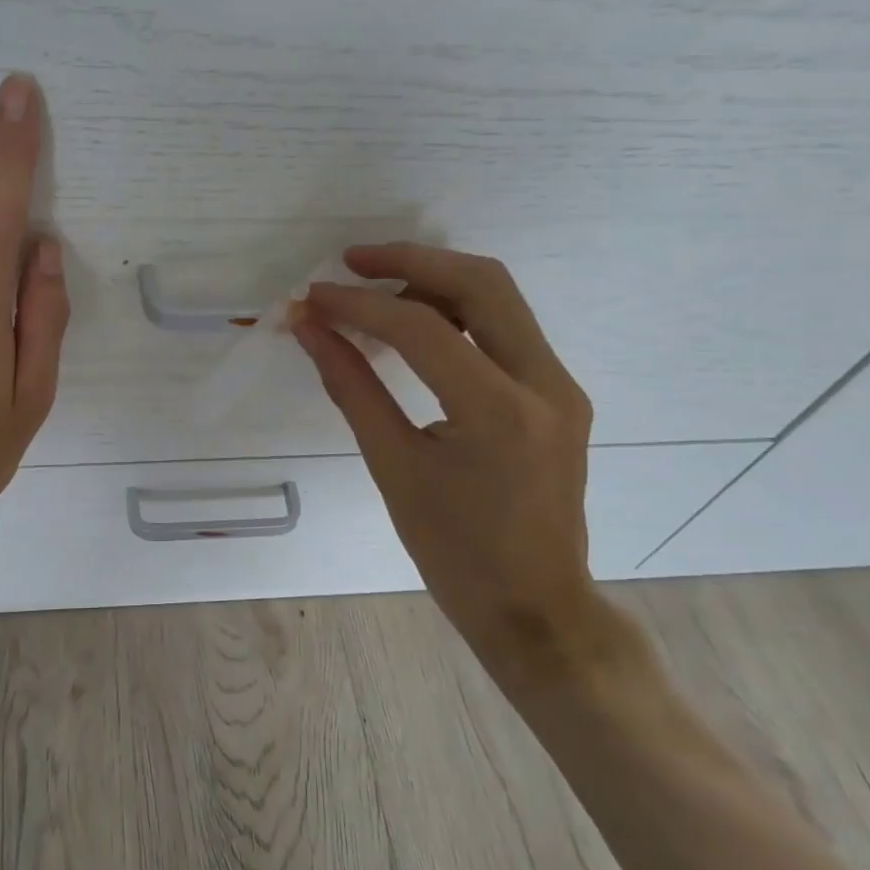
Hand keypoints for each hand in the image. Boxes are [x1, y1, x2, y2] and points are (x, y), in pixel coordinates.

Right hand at [295, 244, 603, 682]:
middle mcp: (545, 383)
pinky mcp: (557, 394)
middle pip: (481, 282)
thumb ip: (351, 386)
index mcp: (500, 410)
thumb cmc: (456, 553)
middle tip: (351, 262)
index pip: (422, 327)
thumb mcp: (393, 467)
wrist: (537, 609)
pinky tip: (414, 328)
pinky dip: (456, 313)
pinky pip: (505, 329)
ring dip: (434, 280)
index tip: (312, 298)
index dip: (359, 303)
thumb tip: (309, 329)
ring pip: (499, 298)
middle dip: (410, 260)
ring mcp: (560, 385)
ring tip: (375, 292)